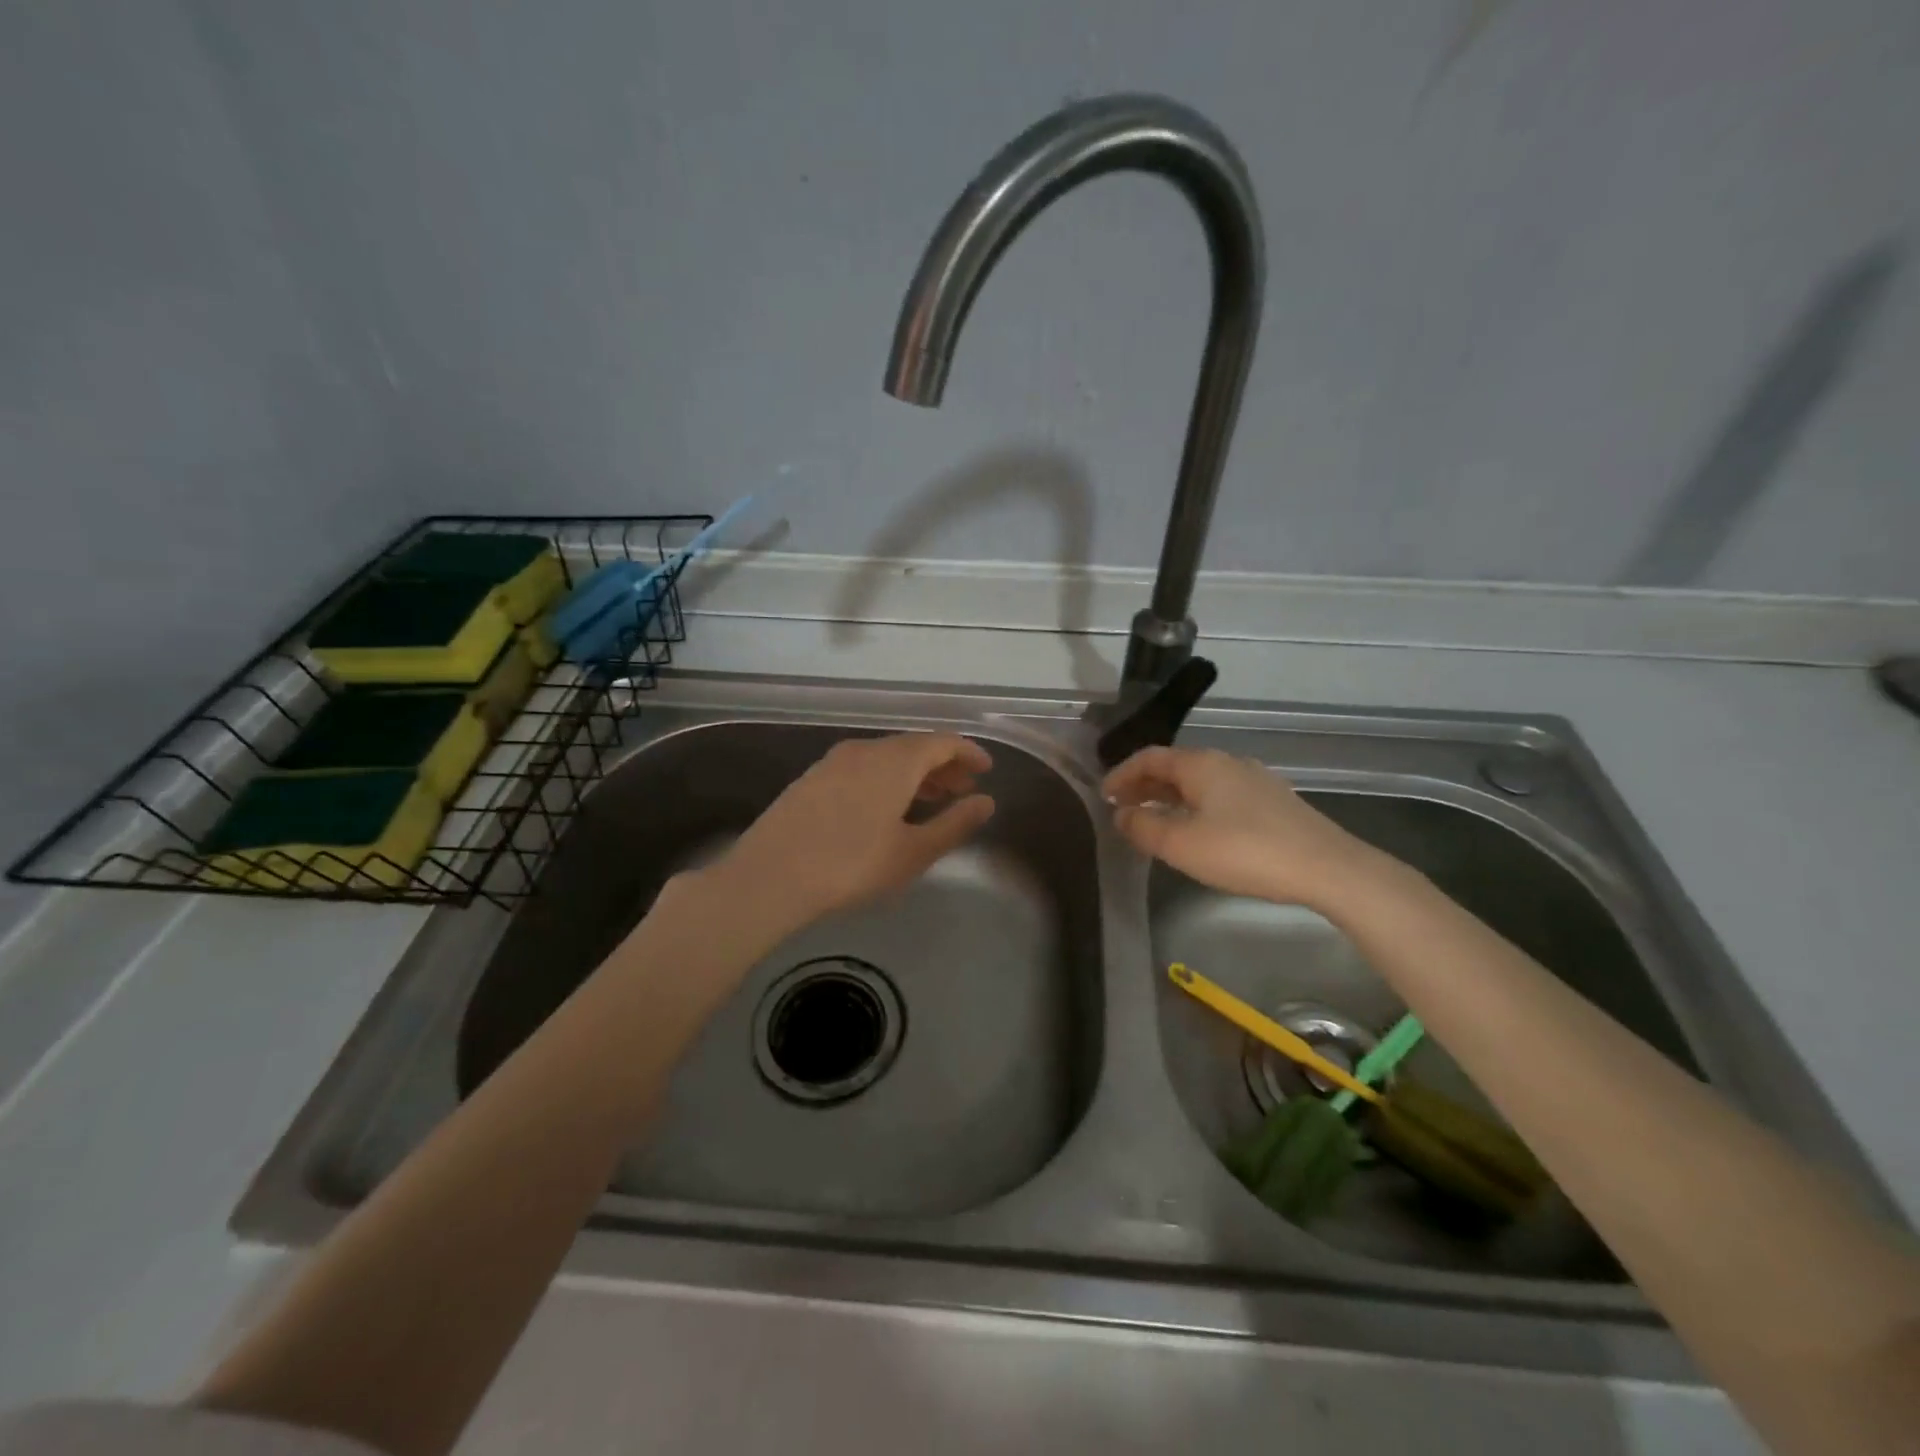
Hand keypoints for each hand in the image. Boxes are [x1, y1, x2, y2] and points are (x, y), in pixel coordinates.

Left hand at [712, 732, 995, 930]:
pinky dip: (885, 779)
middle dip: (943, 766)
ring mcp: (834, 762)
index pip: (943, 742)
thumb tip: (986, 802)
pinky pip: (862, 768)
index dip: (969, 753)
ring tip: (930, 800)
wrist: (769, 876)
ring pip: (886, 757)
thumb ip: (954, 824)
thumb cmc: (851, 865)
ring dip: (913, 774)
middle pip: (913, 747)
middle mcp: (865, 750)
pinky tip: (885, 808)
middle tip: (962, 789)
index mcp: (895, 760)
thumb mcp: (913, 852)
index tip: (986, 770)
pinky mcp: (812, 779)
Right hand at [1103, 746, 1382, 908]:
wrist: (1327, 868)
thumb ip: (1143, 826)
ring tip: (1154, 821)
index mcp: (1200, 764)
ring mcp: (1254, 780)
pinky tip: (1198, 831)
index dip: (1121, 774)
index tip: (1103, 796)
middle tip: (1123, 808)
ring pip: (1199, 782)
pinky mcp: (1273, 802)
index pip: (1150, 757)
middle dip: (1144, 785)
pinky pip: (1220, 795)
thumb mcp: (1181, 844)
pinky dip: (1196, 806)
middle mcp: (1226, 762)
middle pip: (1175, 766)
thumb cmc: (1244, 851)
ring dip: (1170, 797)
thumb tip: (1121, 813)